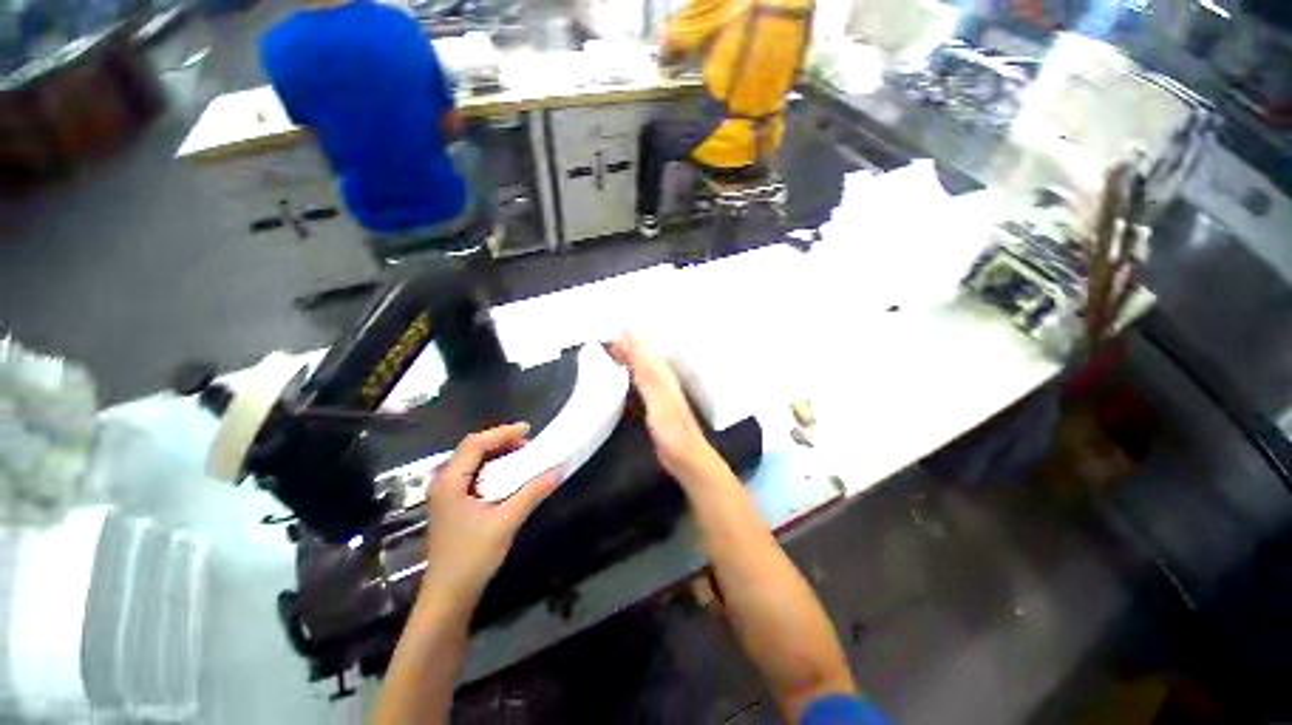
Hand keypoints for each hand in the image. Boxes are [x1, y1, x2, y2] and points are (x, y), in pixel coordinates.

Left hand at [422, 424, 560, 604]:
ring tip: (523, 456)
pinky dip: (493, 469)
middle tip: (529, 445)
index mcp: (450, 481)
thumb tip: (558, 470)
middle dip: (501, 441)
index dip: (502, 432)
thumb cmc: (472, 557)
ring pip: (473, 461)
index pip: (475, 443)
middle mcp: (443, 482)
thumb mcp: (506, 522)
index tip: (528, 430)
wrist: (448, 595)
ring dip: (498, 454)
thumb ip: (532, 493)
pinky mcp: (452, 504)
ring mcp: (446, 494)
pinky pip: (473, 475)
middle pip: (472, 449)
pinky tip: (509, 476)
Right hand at [607, 334, 719, 481]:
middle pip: (644, 358)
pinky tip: (624, 378)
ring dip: (628, 359)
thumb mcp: (658, 398)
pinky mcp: (654, 407)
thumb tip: (635, 345)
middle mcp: (662, 381)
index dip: (632, 341)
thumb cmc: (672, 428)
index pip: (645, 352)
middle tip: (609, 339)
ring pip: (641, 369)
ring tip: (613, 351)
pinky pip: (639, 384)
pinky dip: (630, 376)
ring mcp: (658, 394)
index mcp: (663, 376)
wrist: (684, 456)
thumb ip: (646, 373)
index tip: (615, 331)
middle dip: (628, 347)